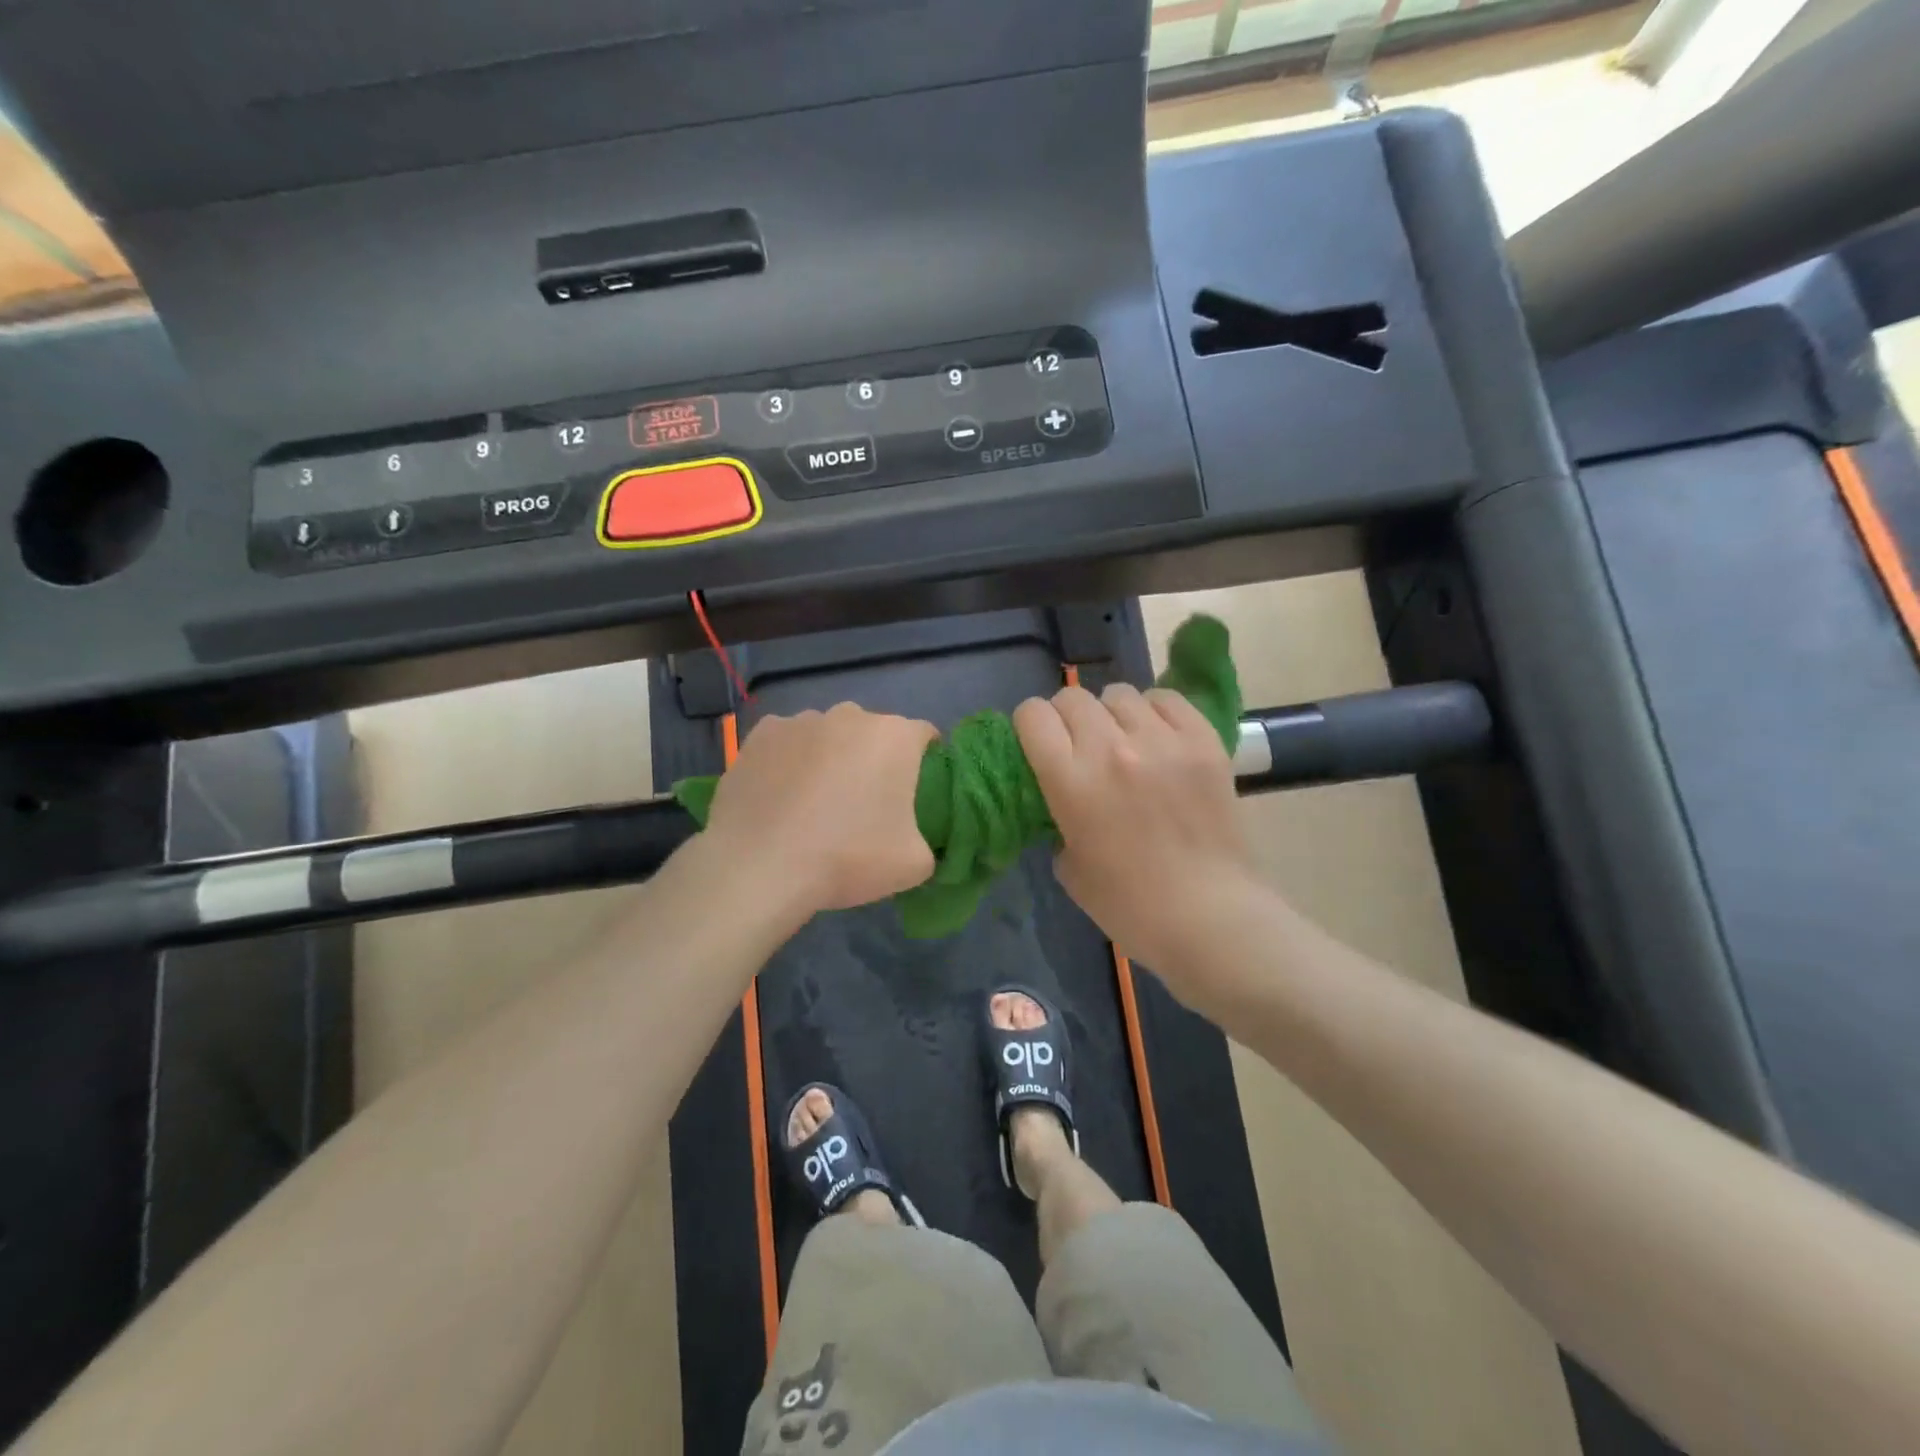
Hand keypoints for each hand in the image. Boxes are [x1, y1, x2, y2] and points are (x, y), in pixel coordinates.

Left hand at [704, 703, 937, 916]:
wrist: (760, 867)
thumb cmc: (847, 858)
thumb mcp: (913, 865)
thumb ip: (927, 844)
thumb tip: (913, 841)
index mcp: (894, 737)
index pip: (924, 736)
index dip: (924, 762)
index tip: (914, 794)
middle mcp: (850, 715)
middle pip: (872, 733)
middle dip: (872, 759)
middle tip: (863, 804)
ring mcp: (800, 721)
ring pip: (827, 736)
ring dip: (829, 758)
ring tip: (814, 803)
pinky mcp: (760, 735)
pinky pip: (786, 744)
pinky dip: (788, 762)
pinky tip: (780, 796)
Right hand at [1015, 683, 1259, 1002]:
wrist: (1208, 916)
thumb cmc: (1129, 905)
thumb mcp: (1068, 865)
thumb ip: (1058, 816)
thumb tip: (1064, 792)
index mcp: (1071, 781)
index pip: (1033, 715)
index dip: (1030, 726)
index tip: (1038, 743)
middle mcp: (1112, 749)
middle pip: (1073, 697)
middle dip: (1066, 717)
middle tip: (1079, 745)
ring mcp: (1162, 740)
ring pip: (1119, 694)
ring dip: (1111, 715)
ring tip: (1123, 741)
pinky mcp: (1203, 740)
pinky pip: (1166, 699)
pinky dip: (1154, 712)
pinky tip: (1157, 737)